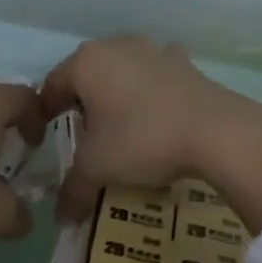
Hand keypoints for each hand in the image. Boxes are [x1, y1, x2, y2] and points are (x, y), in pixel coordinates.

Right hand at [41, 36, 261, 236]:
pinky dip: (151, 93)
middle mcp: (116, 45)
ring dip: (118, 96)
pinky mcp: (182, 61)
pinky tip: (159, 117)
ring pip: (122, 73)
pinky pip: (155, 76)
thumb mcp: (97, 168)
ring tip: (123, 131)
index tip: (47, 142)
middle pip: (87, 76)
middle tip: (86, 141)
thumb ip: (73, 189)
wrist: (215, 129)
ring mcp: (152, 49)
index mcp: (86, 62)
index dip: (46, 115)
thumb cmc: (141, 139)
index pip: (52, 86)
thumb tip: (61, 216)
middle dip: (83, 105)